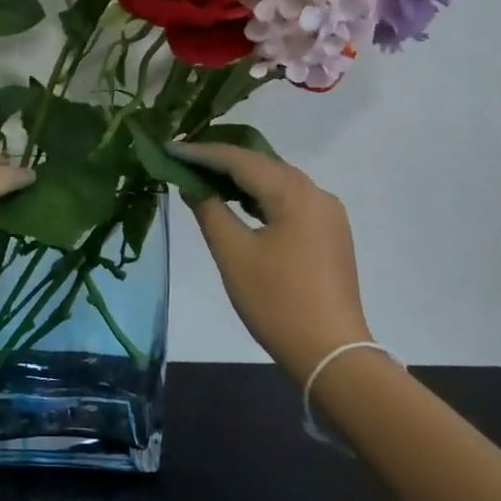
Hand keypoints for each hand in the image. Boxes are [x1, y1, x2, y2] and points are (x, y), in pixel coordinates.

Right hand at [170, 142, 371, 378]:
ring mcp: (328, 214)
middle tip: (183, 159)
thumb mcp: (233, 254)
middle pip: (262, 165)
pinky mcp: (329, 234)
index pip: (240, 160)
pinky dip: (260, 197)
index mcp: (295, 193)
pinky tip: (238, 204)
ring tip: (203, 177)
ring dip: (241, 179)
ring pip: (277, 182)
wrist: (331, 353)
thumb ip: (209, 210)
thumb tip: (191, 184)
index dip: (202, 153)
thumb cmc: (276, 301)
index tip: (169, 148)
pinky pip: (289, 201)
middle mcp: (317, 194)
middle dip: (221, 161)